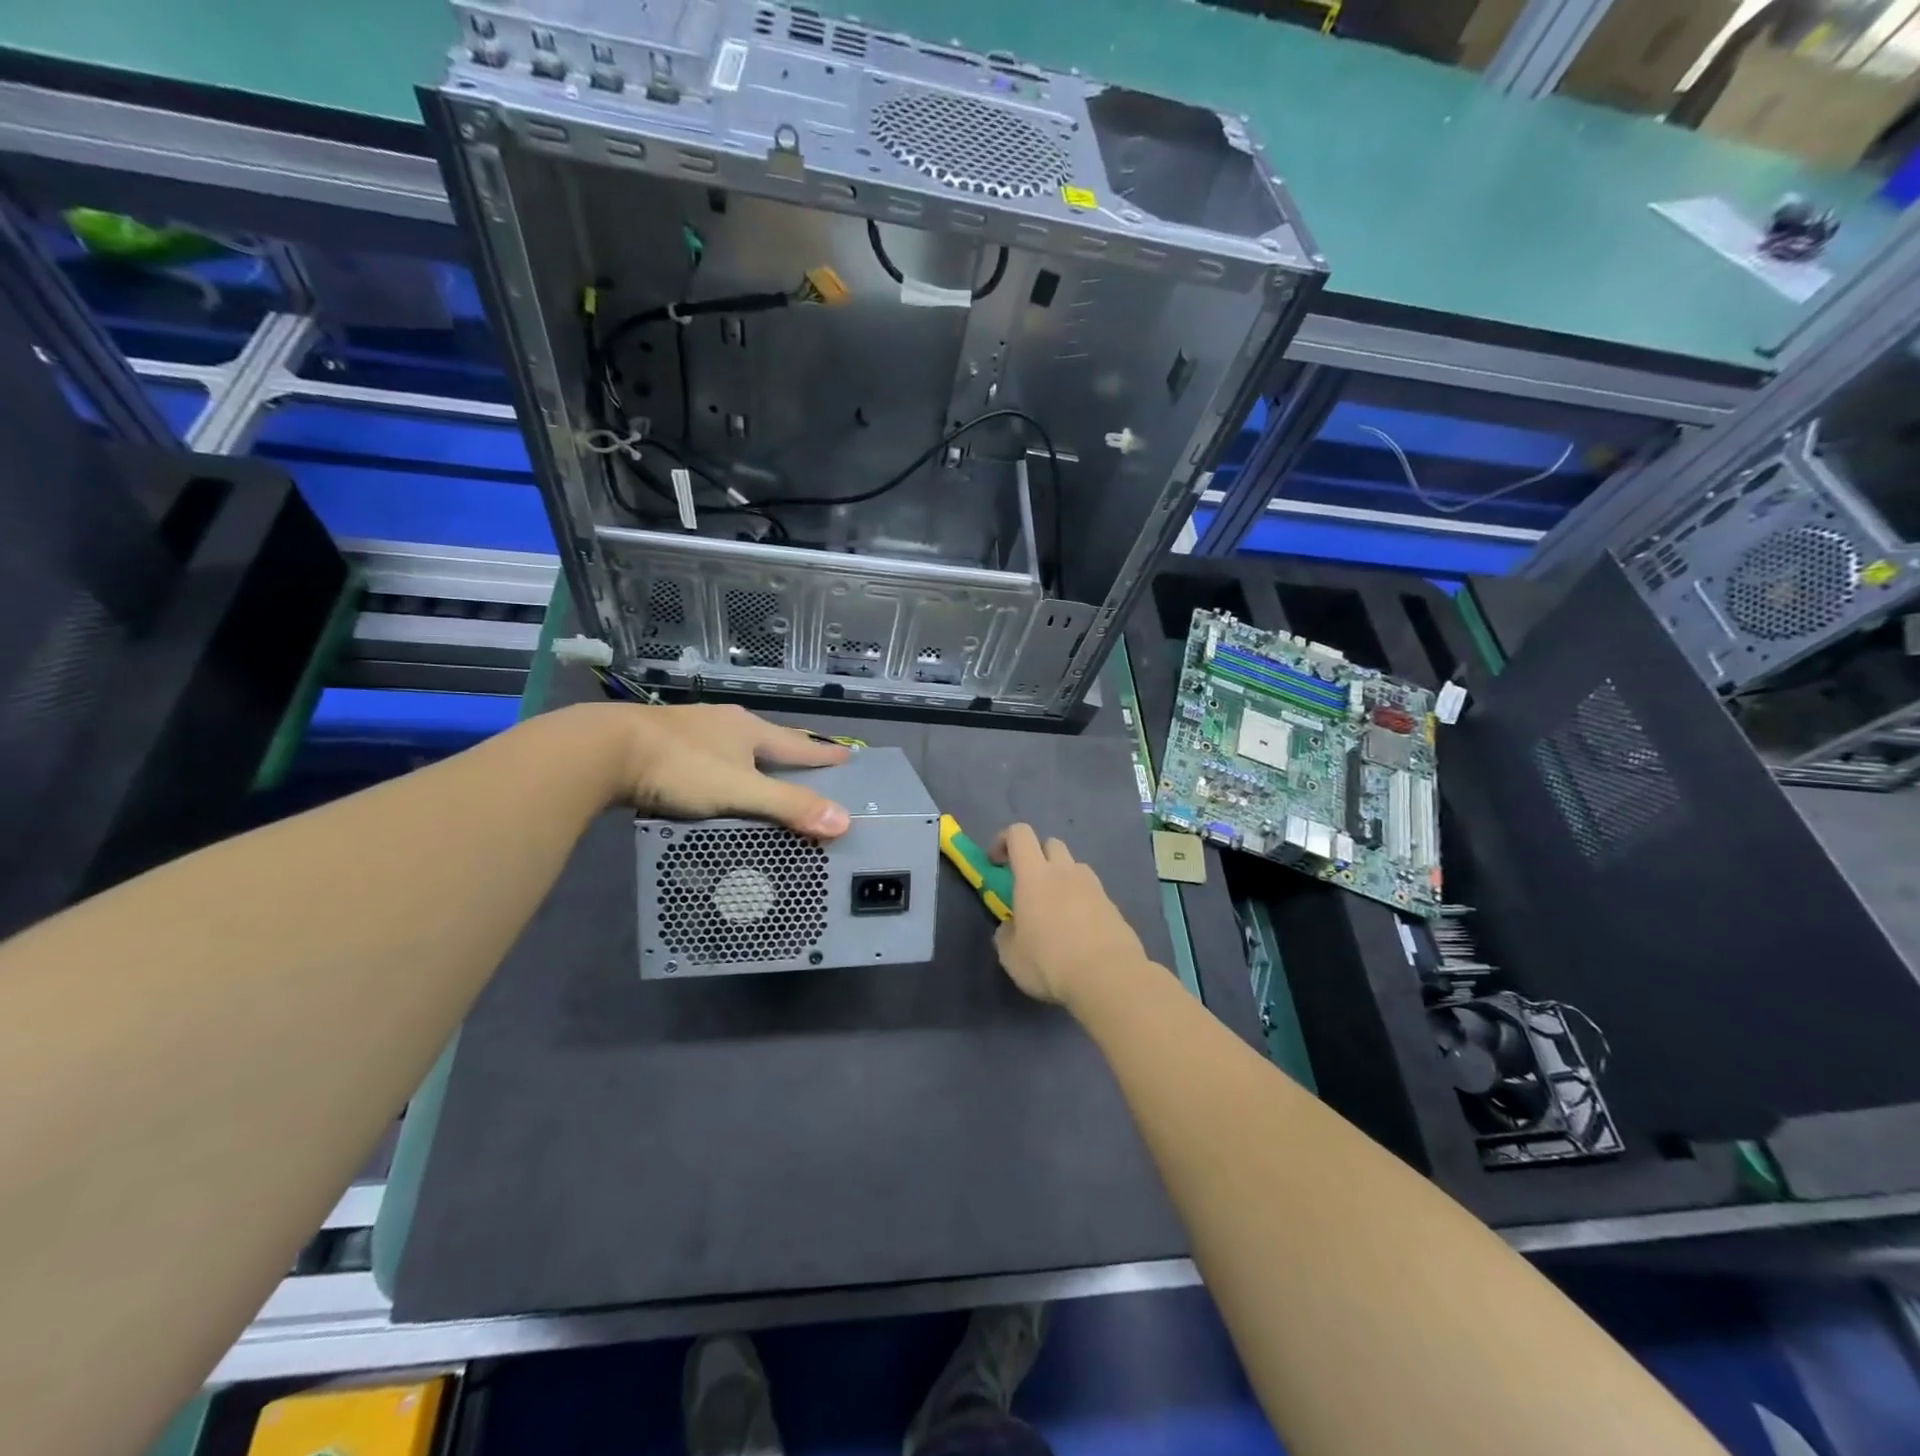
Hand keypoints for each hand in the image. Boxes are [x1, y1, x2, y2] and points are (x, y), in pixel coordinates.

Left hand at [581, 702, 852, 835]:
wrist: (603, 749)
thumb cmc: (680, 768)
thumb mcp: (740, 791)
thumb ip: (788, 806)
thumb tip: (844, 821)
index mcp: (749, 730)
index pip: (798, 744)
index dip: (823, 754)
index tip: (848, 755)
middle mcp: (725, 721)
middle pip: (768, 737)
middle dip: (789, 750)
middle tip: (809, 761)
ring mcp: (691, 725)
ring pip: (734, 740)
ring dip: (752, 754)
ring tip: (763, 766)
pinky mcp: (661, 737)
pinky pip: (705, 749)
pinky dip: (720, 761)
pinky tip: (712, 769)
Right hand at [989, 824, 1147, 1005]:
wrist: (1108, 977)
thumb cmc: (1050, 962)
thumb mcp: (1011, 955)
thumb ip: (1006, 933)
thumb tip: (1012, 926)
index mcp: (1034, 875)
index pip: (1019, 834)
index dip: (1004, 840)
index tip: (996, 863)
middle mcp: (1065, 871)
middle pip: (1051, 843)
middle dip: (1037, 857)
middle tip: (1029, 888)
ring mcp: (1094, 886)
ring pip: (1074, 867)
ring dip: (1062, 879)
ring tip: (1056, 912)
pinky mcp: (1113, 905)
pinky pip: (1092, 893)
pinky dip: (1081, 902)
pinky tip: (1079, 932)